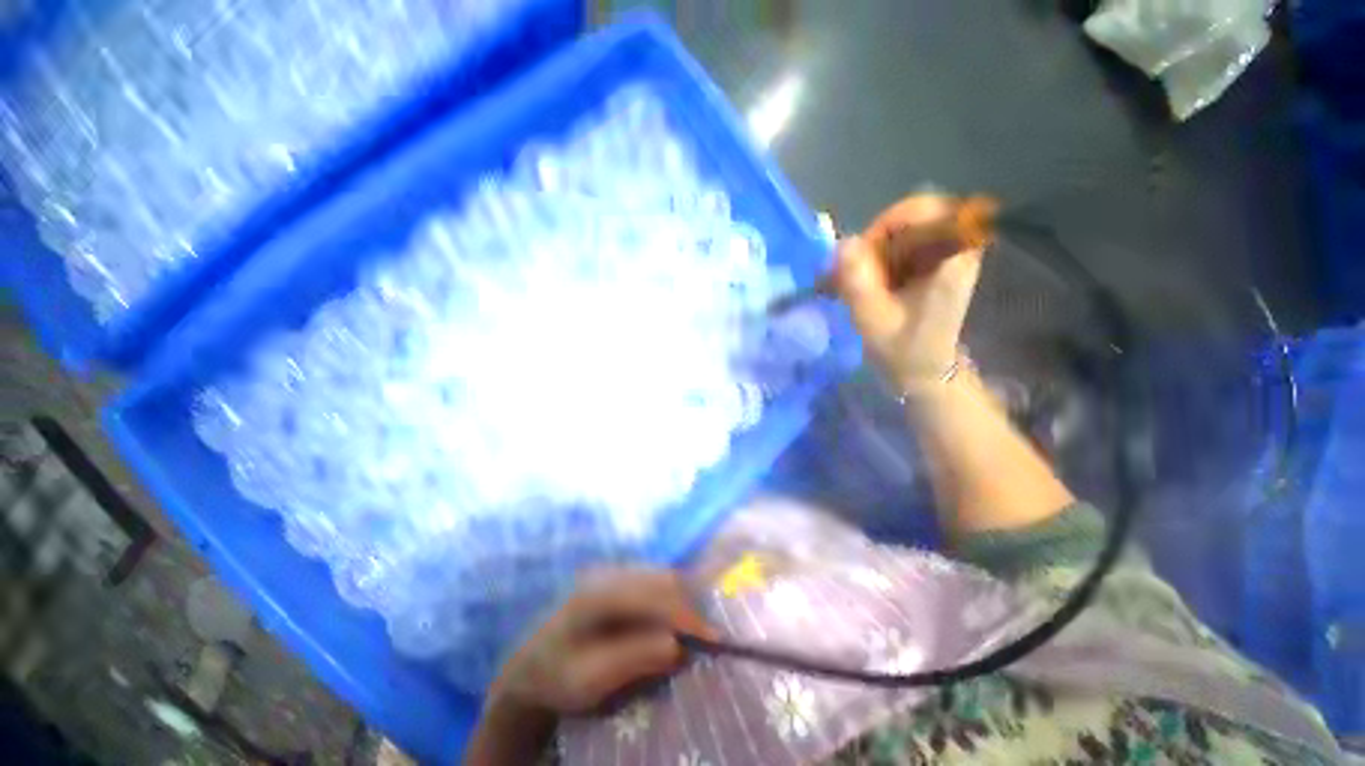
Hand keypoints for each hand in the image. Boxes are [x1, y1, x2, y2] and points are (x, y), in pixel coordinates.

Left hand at [488, 568, 716, 718]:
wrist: (530, 667)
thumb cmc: (557, 677)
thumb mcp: (591, 680)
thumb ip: (633, 659)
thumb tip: (678, 645)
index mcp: (598, 594)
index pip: (653, 595)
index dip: (685, 615)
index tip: (713, 638)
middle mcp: (607, 574)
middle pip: (661, 579)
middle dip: (688, 607)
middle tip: (707, 639)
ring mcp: (611, 573)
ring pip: (659, 577)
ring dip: (680, 602)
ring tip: (693, 633)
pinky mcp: (615, 580)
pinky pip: (652, 582)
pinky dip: (669, 601)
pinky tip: (671, 623)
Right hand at [832, 194, 984, 393]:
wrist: (927, 372)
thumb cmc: (904, 351)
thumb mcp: (874, 321)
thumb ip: (858, 283)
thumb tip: (843, 243)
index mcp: (951, 260)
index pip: (924, 210)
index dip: (887, 223)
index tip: (863, 254)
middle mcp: (954, 249)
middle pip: (909, 218)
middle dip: (873, 242)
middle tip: (851, 272)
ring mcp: (944, 256)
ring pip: (902, 231)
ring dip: (871, 253)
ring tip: (851, 283)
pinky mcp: (931, 265)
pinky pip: (901, 246)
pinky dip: (876, 260)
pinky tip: (863, 285)